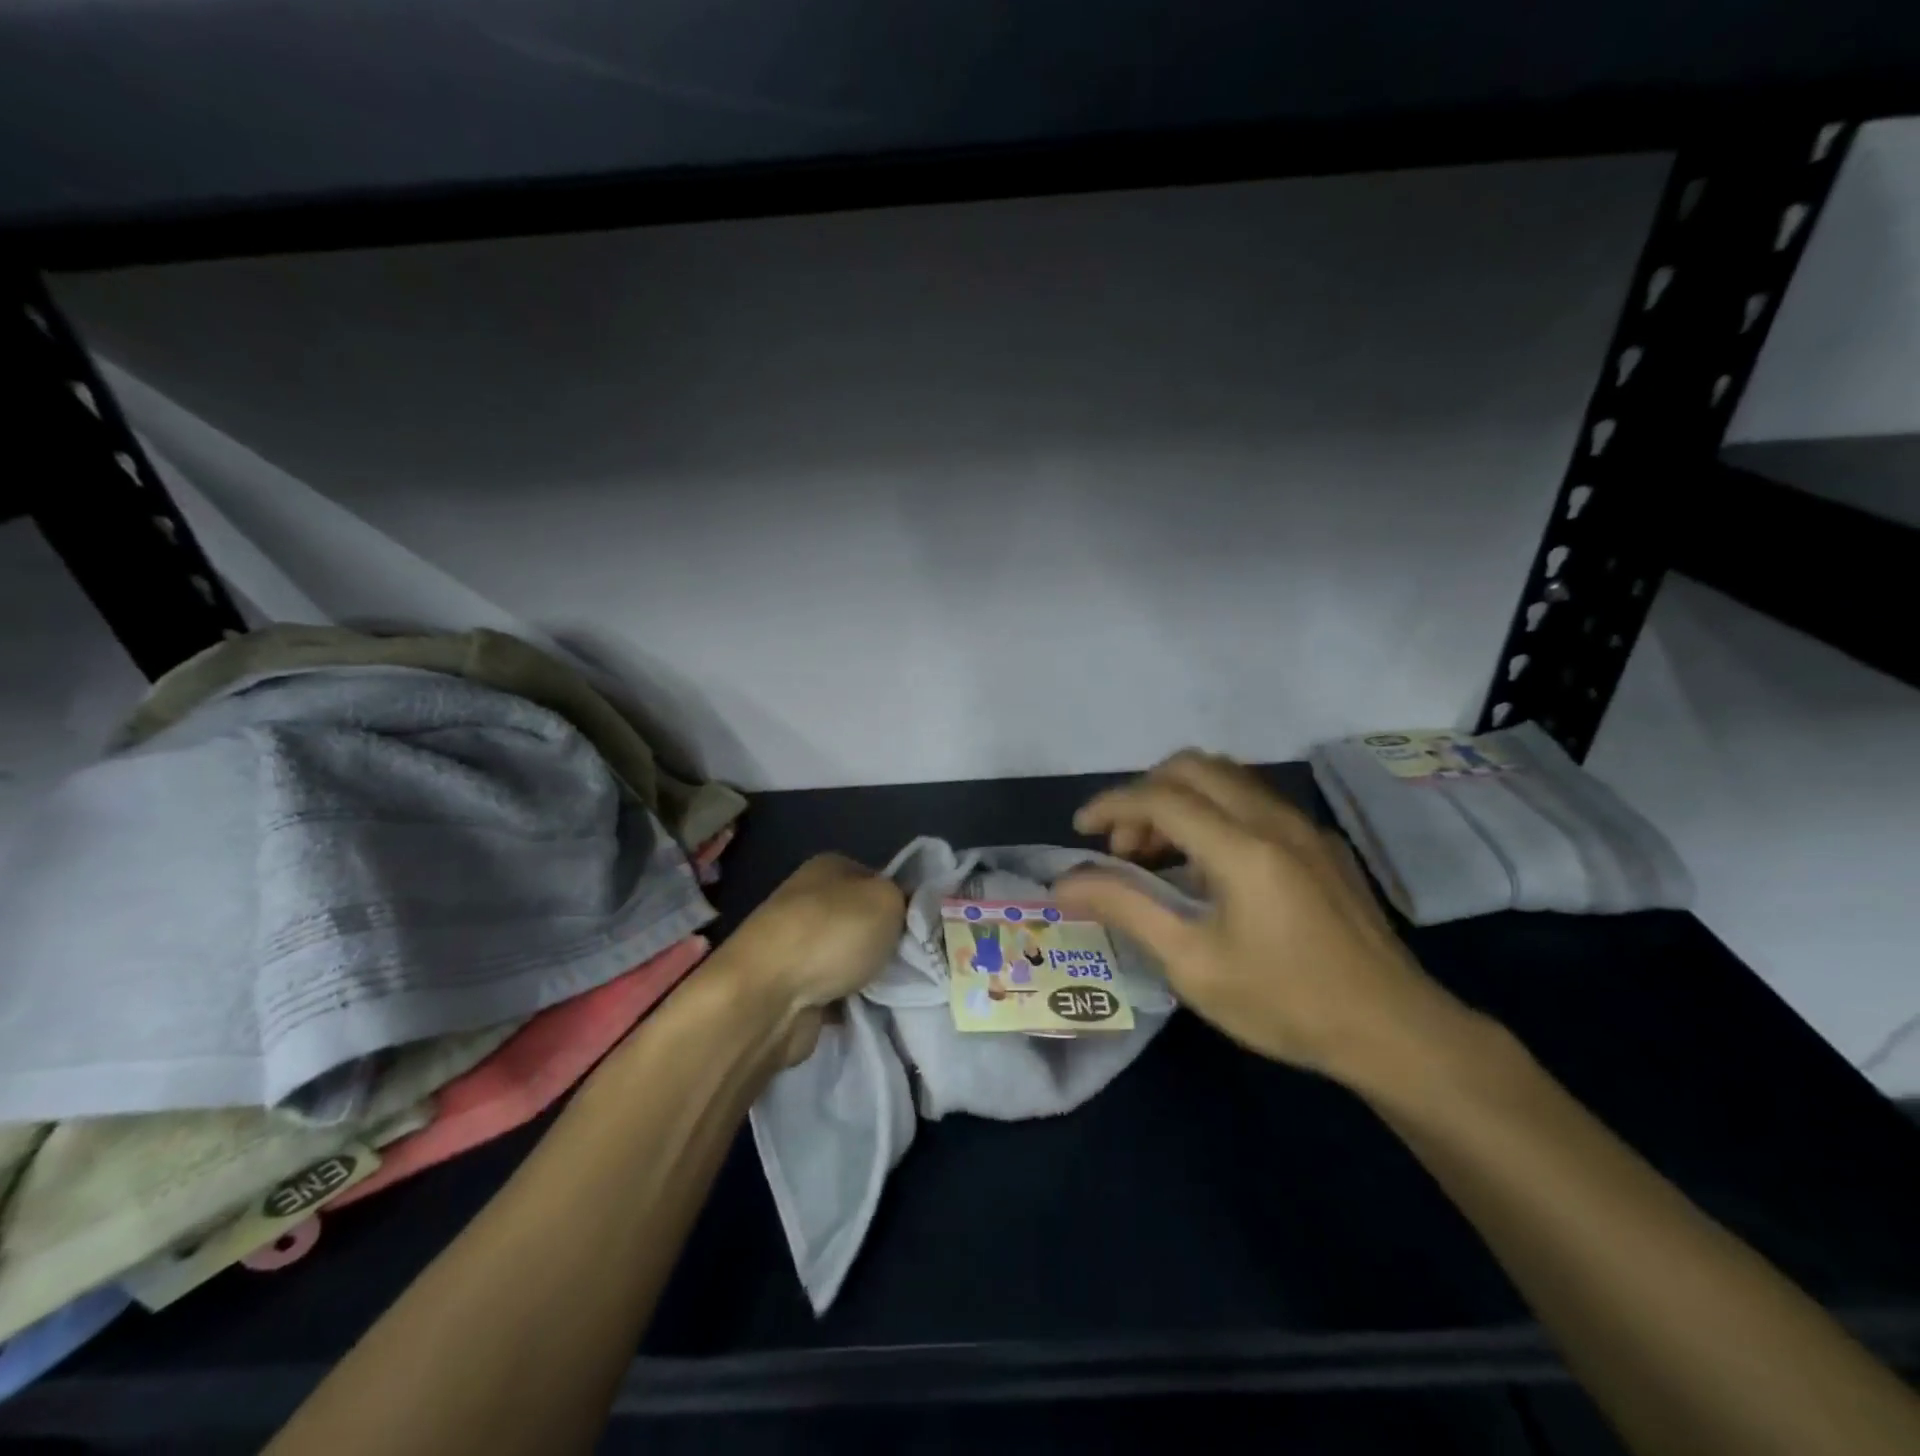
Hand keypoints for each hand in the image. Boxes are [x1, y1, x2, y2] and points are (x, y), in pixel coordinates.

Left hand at [719, 853, 904, 1065]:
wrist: (767, 997)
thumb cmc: (831, 934)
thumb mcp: (887, 900)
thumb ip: (906, 899)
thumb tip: (907, 909)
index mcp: (829, 867)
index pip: (880, 878)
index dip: (904, 901)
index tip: (925, 928)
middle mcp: (810, 899)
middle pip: (865, 919)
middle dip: (889, 942)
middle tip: (916, 960)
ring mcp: (797, 944)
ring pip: (851, 956)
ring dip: (870, 974)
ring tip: (898, 988)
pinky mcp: (792, 986)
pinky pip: (836, 989)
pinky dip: (851, 1000)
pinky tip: (870, 1008)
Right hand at [1055, 750, 1479, 1085]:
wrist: (1395, 1031)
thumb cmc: (1284, 1003)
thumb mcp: (1192, 965)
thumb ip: (1126, 910)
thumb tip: (1065, 883)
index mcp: (1242, 847)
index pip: (1159, 797)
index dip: (1110, 805)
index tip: (1079, 831)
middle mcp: (1273, 820)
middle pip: (1193, 767)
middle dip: (1144, 794)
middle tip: (1123, 846)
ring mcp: (1304, 828)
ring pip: (1226, 778)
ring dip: (1180, 800)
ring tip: (1159, 855)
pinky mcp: (1322, 844)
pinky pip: (1254, 801)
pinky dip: (1214, 812)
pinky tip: (1210, 868)